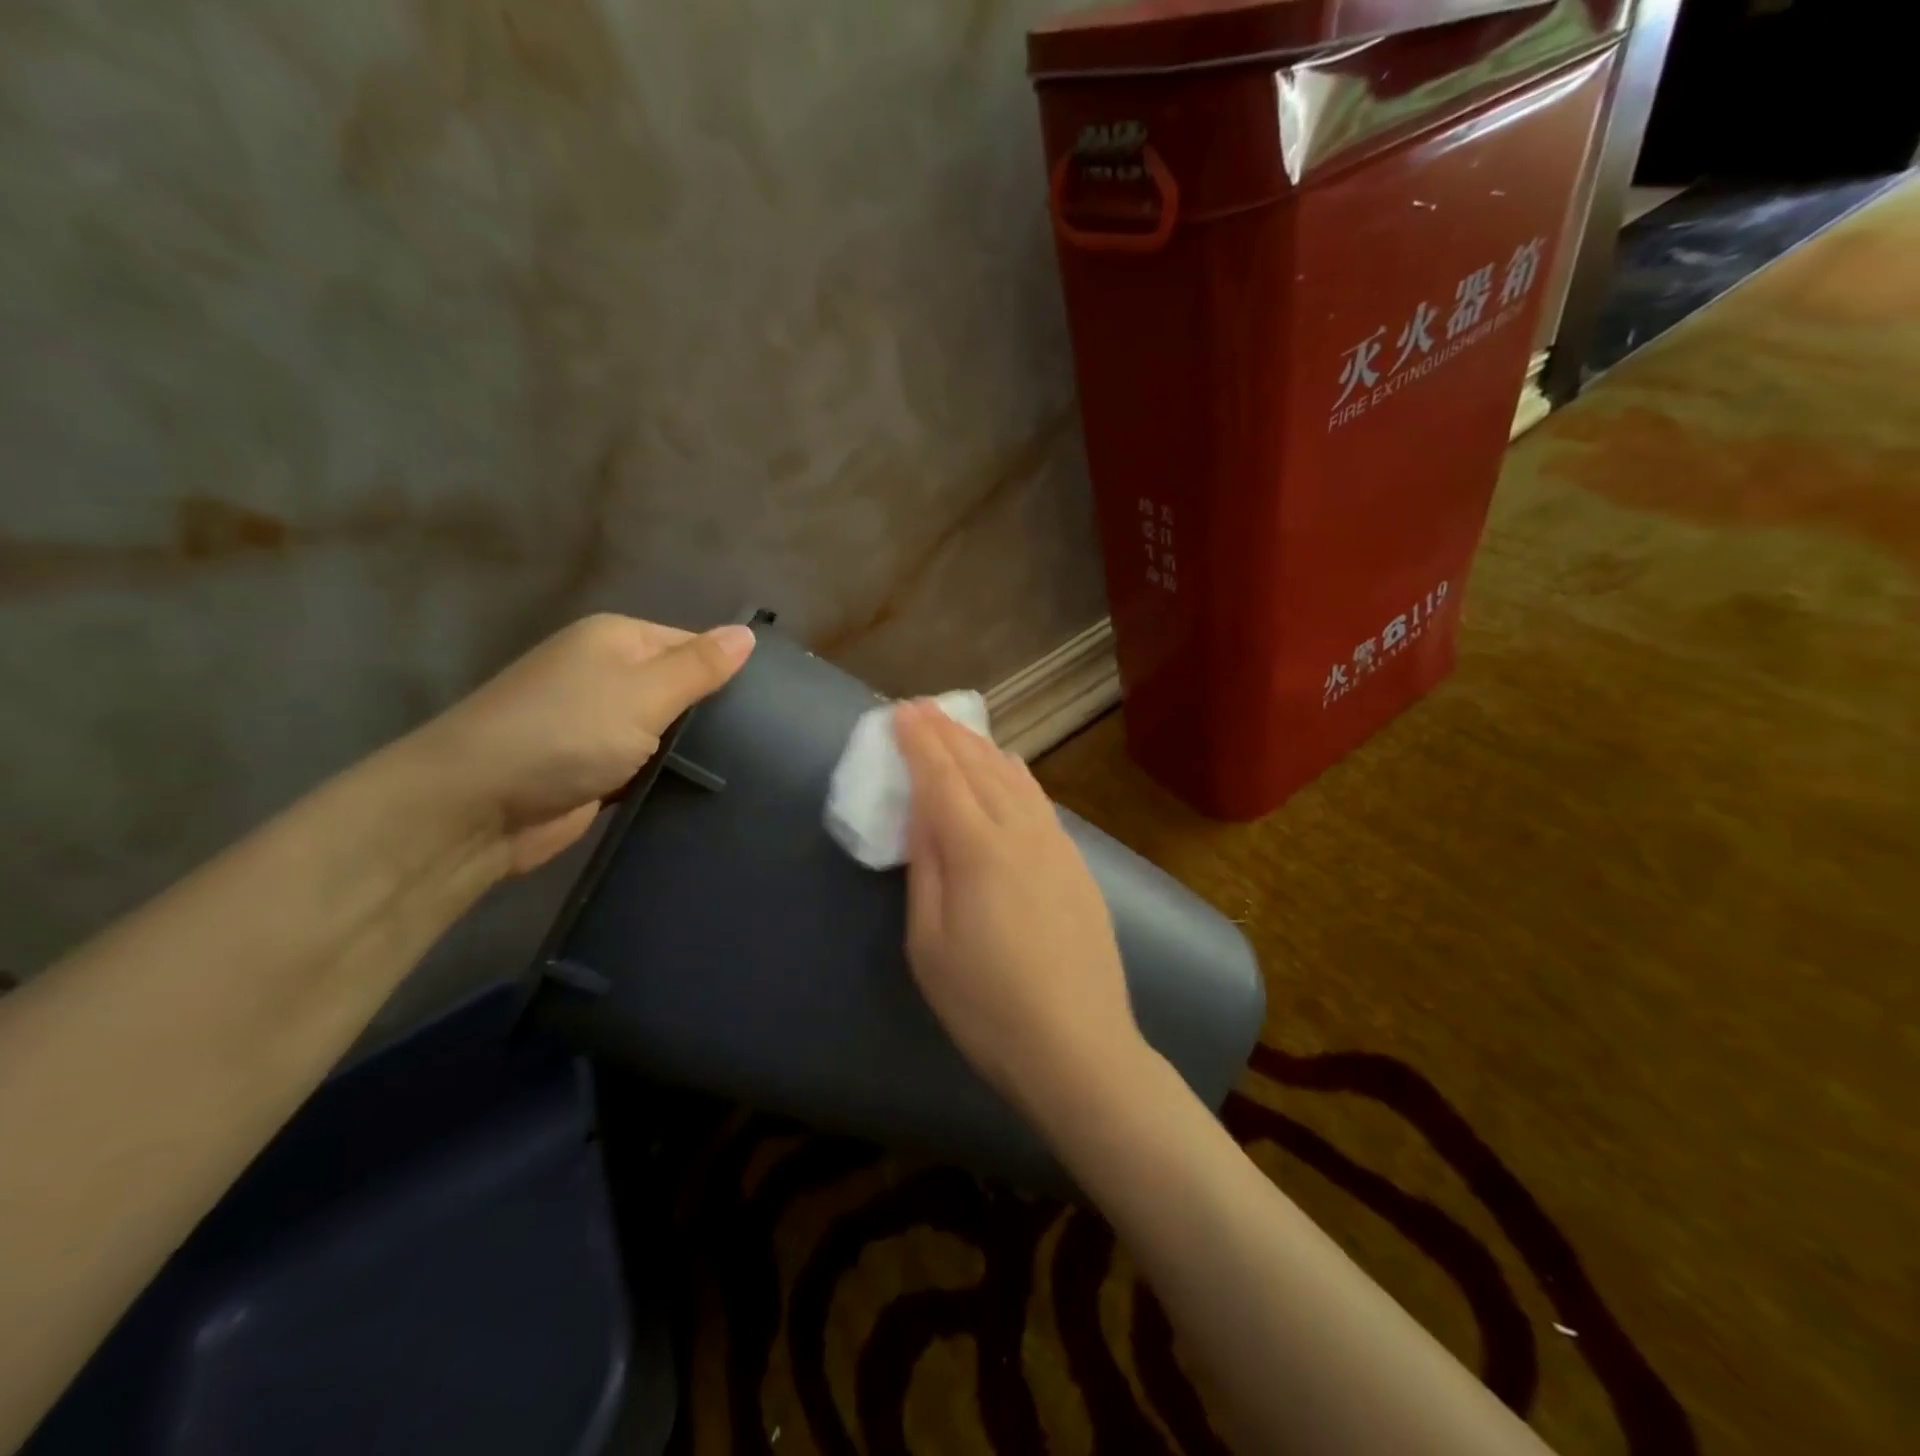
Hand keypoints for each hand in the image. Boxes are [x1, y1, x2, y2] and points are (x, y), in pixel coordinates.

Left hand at [416, 614, 754, 874]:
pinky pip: (646, 765)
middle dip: (714, 714)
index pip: (692, 644)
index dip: (728, 671)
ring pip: (665, 731)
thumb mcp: (644, 692)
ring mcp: (596, 724)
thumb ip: (700, 666)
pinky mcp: (594, 769)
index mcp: (615, 640)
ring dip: (693, 749)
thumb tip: (747, 633)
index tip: (774, 705)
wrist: (476, 806)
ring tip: (752, 766)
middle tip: (770, 740)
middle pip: (680, 688)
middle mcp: (605, 674)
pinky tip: (707, 789)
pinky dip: (668, 775)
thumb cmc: (566, 733)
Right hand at [894, 700, 1147, 1114]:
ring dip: (983, 748)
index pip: (942, 776)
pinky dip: (1017, 774)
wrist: (1078, 1046)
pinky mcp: (1077, 864)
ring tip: (960, 731)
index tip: (901, 711)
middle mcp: (1021, 831)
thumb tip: (923, 812)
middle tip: (923, 708)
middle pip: (980, 767)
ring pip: (1015, 778)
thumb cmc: (986, 1004)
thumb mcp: (929, 943)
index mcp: (977, 848)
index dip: (920, 741)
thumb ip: (926, 867)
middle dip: (948, 733)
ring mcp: (1056, 845)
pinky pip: (1040, 800)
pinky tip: (1012, 770)